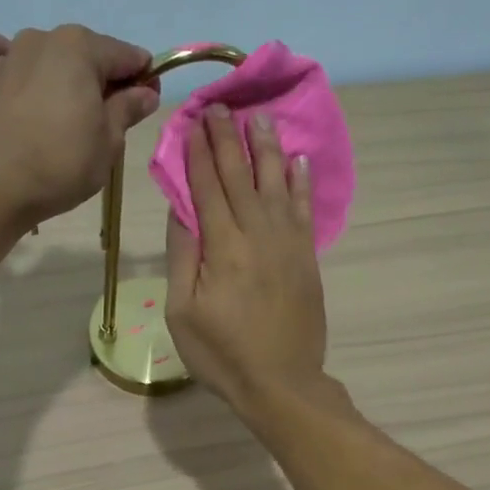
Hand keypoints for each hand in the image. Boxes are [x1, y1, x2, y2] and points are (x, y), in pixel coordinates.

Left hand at [0, 22, 158, 228]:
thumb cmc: (62, 164)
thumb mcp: (109, 142)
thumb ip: (128, 109)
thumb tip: (145, 91)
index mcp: (81, 49)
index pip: (126, 56)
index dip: (142, 79)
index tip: (145, 104)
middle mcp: (43, 40)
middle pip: (83, 52)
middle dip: (99, 77)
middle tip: (105, 119)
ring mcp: (5, 56)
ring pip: (40, 50)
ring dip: (54, 70)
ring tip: (58, 109)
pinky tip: (1, 68)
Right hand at [165, 107, 327, 417]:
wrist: (281, 383)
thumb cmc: (222, 354)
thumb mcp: (183, 312)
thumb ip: (183, 256)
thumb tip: (181, 209)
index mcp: (222, 247)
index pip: (206, 187)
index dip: (198, 152)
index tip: (193, 122)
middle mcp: (257, 234)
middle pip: (240, 176)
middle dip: (228, 139)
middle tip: (220, 106)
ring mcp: (288, 244)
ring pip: (276, 184)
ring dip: (266, 148)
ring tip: (260, 117)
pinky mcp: (307, 258)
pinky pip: (305, 210)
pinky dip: (301, 183)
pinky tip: (297, 161)